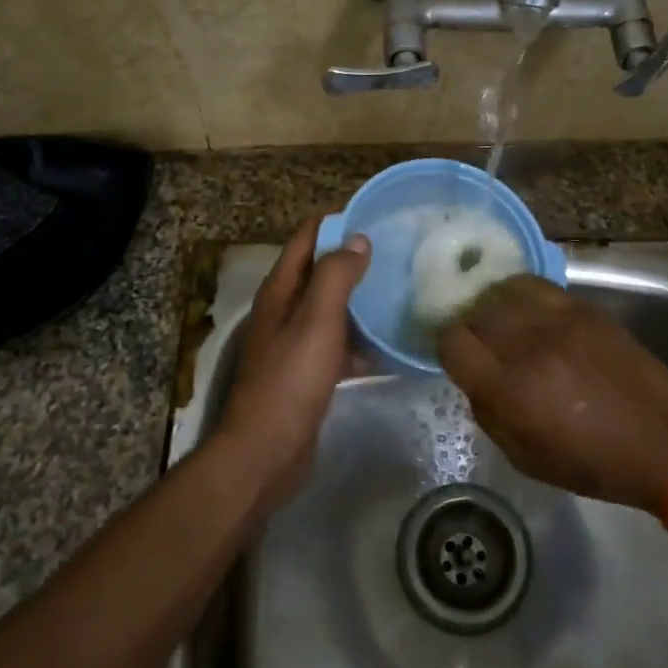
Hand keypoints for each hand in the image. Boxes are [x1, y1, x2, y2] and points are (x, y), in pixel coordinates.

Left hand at [214, 214, 370, 508]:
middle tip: (397, 252)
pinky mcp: (308, 374)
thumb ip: (335, 276)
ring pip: (332, 309)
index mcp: (280, 291)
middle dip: (353, 259)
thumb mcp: (316, 320)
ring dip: (360, 299)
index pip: (306, 238)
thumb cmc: (291, 379)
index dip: (335, 221)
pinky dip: (361, 341)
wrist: (266, 453)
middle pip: (320, 272)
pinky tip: (390, 344)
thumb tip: (357, 239)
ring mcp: (295, 344)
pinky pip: (339, 345)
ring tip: (400, 290)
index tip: (374, 214)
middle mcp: (284, 311)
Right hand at [437, 276, 667, 512]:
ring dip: (492, 306)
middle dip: (468, 326)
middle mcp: (528, 346)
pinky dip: (519, 293)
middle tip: (478, 341)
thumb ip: (489, 414)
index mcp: (510, 390)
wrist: (665, 441)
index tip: (456, 356)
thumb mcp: (526, 459)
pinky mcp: (583, 308)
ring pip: (502, 291)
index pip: (452, 342)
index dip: (446, 347)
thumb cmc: (593, 463)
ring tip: (499, 320)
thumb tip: (474, 379)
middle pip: (475, 312)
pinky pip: (535, 285)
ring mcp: (558, 320)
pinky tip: (524, 308)